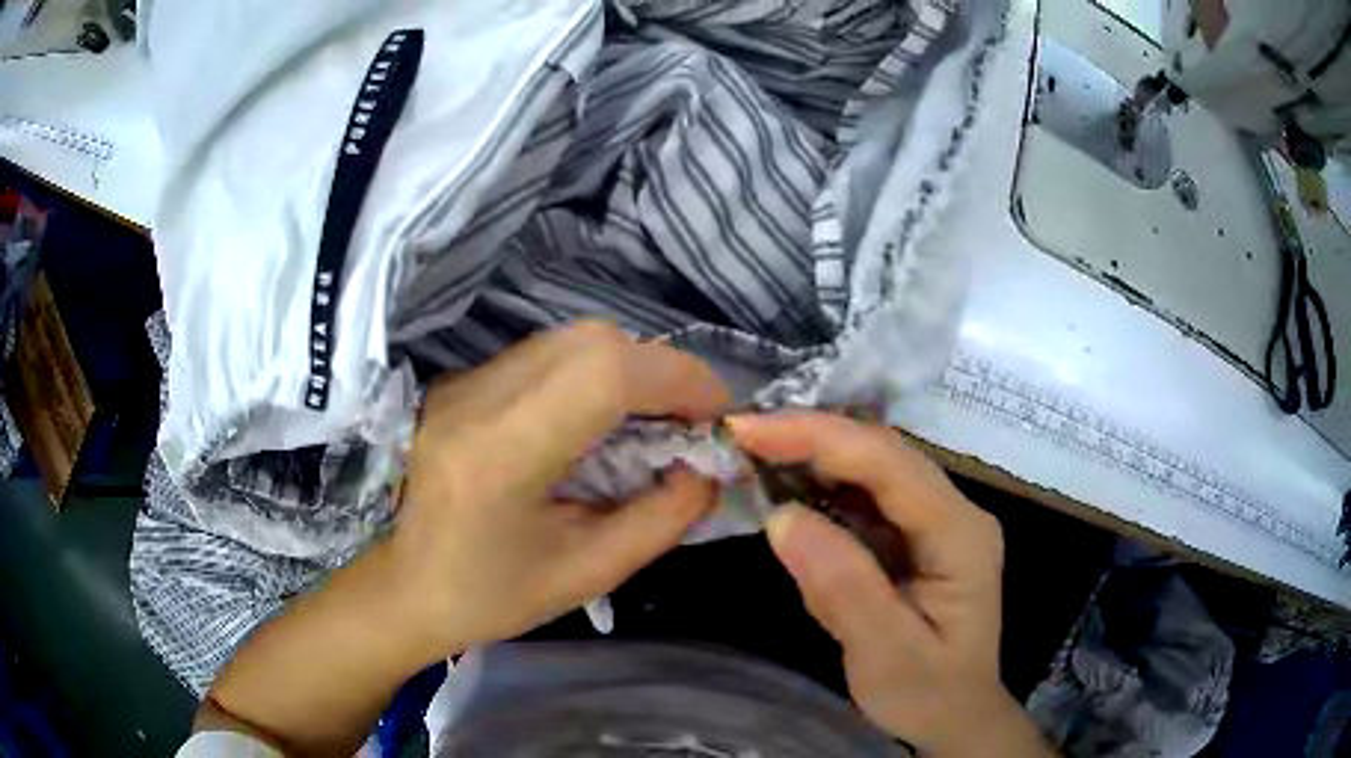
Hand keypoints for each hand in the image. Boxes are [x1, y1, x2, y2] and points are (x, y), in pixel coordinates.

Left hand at [200, 321, 728, 755]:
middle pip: (590, 340)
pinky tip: (598, 423)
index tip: (715, 416)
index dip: (675, 379)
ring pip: (570, 340)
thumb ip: (660, 519)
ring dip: (627, 371)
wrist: (401, 587)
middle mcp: (477, 399)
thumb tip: (708, 469)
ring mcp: (463, 383)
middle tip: (687, 421)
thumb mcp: (586, 574)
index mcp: (501, 455)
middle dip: (658, 371)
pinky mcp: (462, 382)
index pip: (602, 373)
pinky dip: (592, 376)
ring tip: (650, 423)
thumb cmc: (488, 597)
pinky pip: (545, 357)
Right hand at [729, 412, 1050, 756]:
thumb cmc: (927, 693)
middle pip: (882, 453)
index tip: (747, 431)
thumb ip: (842, 588)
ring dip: (814, 457)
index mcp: (959, 533)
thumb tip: (782, 517)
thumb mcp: (884, 654)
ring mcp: (939, 520)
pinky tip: (790, 494)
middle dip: (810, 438)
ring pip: (874, 467)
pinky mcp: (919, 535)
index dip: (817, 436)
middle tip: (740, 439)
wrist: (955, 715)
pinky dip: (824, 488)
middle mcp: (955, 511)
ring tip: (754, 458)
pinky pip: (869, 496)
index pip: (887, 462)